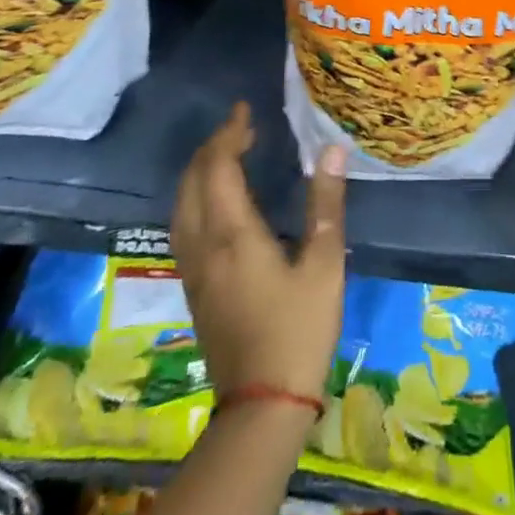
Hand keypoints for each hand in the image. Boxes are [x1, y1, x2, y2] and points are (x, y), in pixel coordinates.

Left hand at [170, 102, 346, 403]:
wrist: (262, 405)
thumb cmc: (298, 329)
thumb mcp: (324, 263)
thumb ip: (326, 203)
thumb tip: (332, 150)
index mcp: (233, 233)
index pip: (218, 167)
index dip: (229, 133)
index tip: (246, 110)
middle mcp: (203, 245)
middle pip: (192, 181)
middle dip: (211, 147)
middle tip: (241, 127)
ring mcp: (193, 269)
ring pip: (181, 205)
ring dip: (200, 171)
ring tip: (229, 154)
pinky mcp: (193, 288)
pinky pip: (183, 225)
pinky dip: (195, 197)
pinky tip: (217, 201)